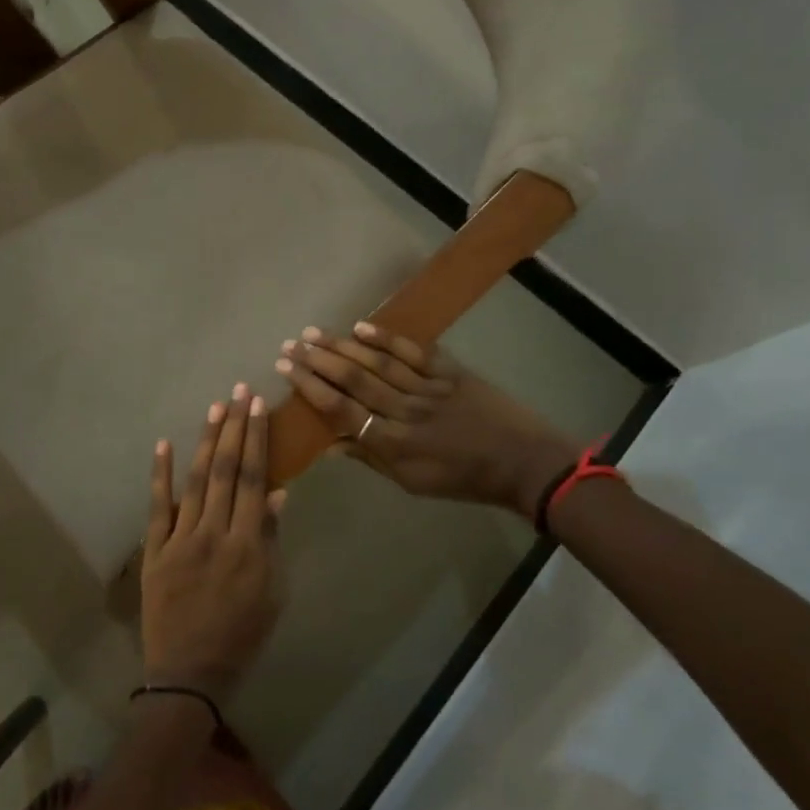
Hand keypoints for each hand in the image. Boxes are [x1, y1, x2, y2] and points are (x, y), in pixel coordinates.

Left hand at [142, 384, 285, 701]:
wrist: (190, 673)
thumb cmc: (242, 635)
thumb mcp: (272, 593)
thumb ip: (272, 541)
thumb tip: (278, 494)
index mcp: (248, 545)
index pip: (255, 479)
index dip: (257, 440)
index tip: (258, 407)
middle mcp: (214, 533)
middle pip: (227, 471)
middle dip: (234, 428)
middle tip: (239, 392)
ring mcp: (180, 540)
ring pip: (196, 481)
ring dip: (206, 442)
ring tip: (215, 408)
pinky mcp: (154, 550)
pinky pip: (157, 507)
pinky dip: (161, 475)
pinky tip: (164, 445)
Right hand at [275, 322, 578, 512]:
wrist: (523, 462)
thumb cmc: (463, 479)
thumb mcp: (412, 482)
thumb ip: (370, 459)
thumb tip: (329, 444)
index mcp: (395, 443)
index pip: (343, 410)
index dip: (311, 388)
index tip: (286, 370)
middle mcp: (406, 411)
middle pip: (355, 380)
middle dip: (318, 361)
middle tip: (290, 345)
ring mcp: (429, 388)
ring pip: (378, 363)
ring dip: (343, 346)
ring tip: (313, 332)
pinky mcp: (450, 372)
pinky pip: (414, 352)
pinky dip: (387, 339)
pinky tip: (362, 326)